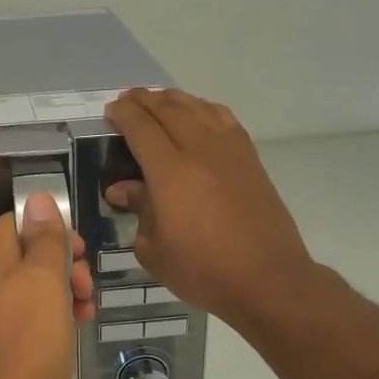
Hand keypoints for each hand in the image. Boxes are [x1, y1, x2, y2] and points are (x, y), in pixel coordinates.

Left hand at [0, 192, 93, 378]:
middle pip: (28, 253)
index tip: (77, 248)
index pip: (16, 223)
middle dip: (64, 263)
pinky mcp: (2, 338)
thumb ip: (44, 238)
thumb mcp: (45, 280)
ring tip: (87, 308)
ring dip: (66, 288)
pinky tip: (77, 325)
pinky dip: (55, 312)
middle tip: (86, 283)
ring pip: (34, 284)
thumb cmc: (31, 337)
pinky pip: (31, 312)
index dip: (49, 228)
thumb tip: (37, 198)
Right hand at [103, 88, 314, 330]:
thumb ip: (138, 211)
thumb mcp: (155, 249)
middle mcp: (201, 151)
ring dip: (175, 99)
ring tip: (159, 100)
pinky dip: (204, 108)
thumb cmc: (204, 271)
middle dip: (145, 99)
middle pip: (169, 109)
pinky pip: (224, 119)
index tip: (110, 111)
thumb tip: (122, 189)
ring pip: (199, 107)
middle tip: (128, 100)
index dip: (123, 114)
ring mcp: (230, 151)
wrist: (268, 280)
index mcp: (171, 172)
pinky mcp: (251, 159)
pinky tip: (198, 114)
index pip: (141, 128)